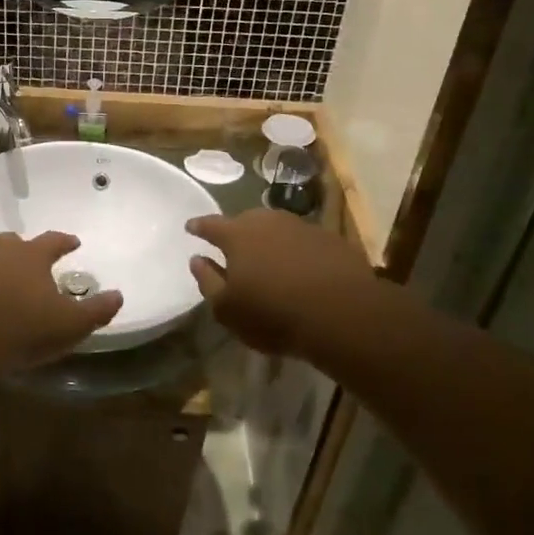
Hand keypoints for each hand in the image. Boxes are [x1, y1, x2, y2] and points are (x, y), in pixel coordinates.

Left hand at [0, 231, 122, 373]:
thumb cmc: (21, 330)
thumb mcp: (70, 326)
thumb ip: (96, 310)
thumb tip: (118, 295)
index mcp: (30, 256)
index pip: (54, 240)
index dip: (65, 241)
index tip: (74, 243)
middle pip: (12, 242)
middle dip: (22, 250)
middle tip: (29, 263)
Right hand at [187, 209, 372, 356]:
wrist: (342, 313)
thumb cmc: (273, 313)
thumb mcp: (228, 309)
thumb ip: (208, 281)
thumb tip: (197, 260)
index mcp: (237, 235)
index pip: (210, 225)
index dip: (199, 227)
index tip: (191, 227)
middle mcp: (267, 222)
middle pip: (245, 221)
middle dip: (236, 231)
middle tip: (233, 247)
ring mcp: (301, 227)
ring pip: (276, 228)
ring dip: (268, 240)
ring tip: (267, 258)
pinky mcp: (330, 240)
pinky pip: (303, 241)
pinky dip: (296, 250)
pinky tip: (300, 269)